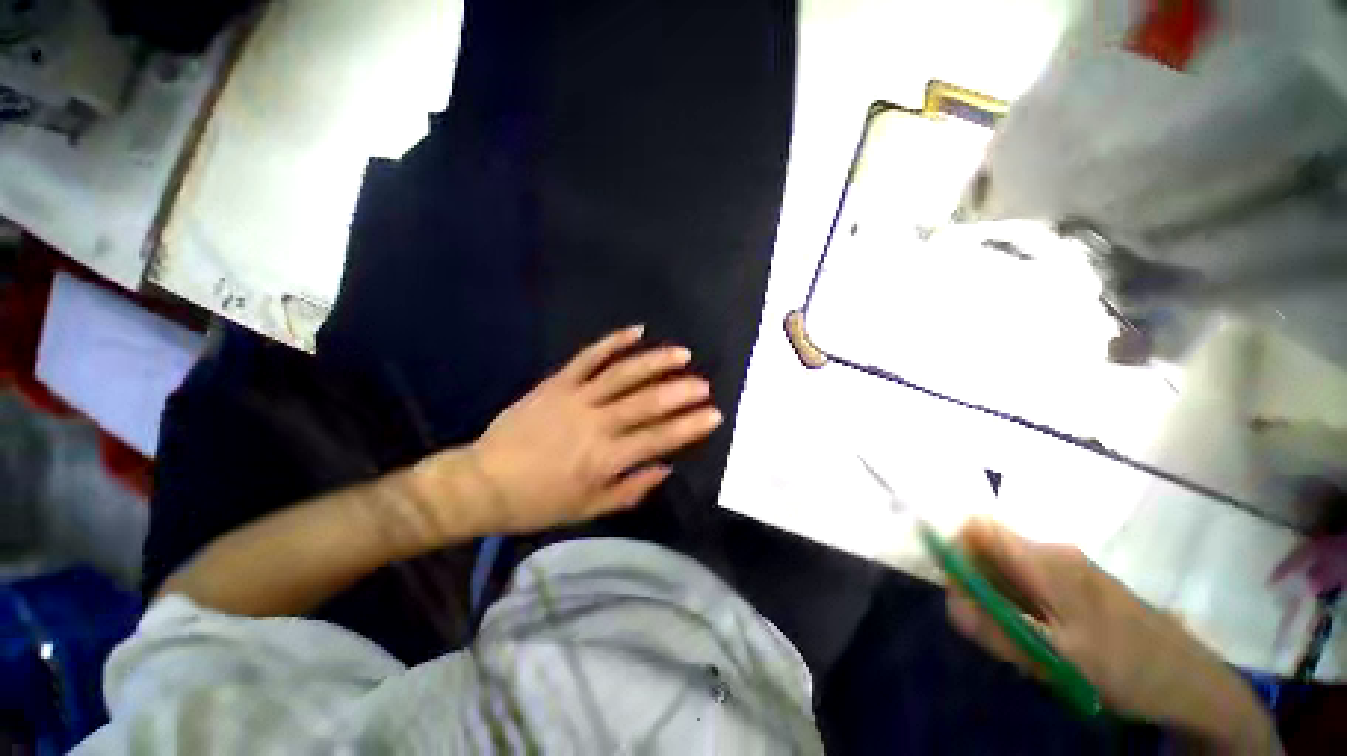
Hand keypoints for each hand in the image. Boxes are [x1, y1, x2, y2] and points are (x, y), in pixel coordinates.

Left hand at [460, 325, 721, 533]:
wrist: (483, 482)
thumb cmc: (539, 501)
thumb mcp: (589, 509)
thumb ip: (631, 489)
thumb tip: (666, 467)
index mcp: (604, 459)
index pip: (658, 438)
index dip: (689, 426)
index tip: (714, 415)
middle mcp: (595, 424)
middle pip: (646, 402)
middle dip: (680, 392)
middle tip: (704, 385)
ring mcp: (575, 397)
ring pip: (623, 374)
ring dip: (656, 362)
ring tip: (683, 354)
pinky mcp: (557, 382)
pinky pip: (589, 357)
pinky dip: (613, 341)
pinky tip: (637, 331)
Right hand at [946, 519, 1277, 752]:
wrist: (1192, 681)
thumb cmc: (1124, 668)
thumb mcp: (1055, 658)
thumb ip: (995, 627)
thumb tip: (948, 600)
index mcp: (1045, 561)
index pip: (976, 528)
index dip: (956, 550)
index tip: (959, 591)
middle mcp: (1054, 551)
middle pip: (990, 548)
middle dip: (978, 582)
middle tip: (993, 629)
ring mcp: (1071, 565)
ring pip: (1010, 567)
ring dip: (1001, 597)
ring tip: (1023, 640)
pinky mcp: (1082, 581)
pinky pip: (1031, 580)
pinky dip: (1022, 603)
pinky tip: (1044, 637)